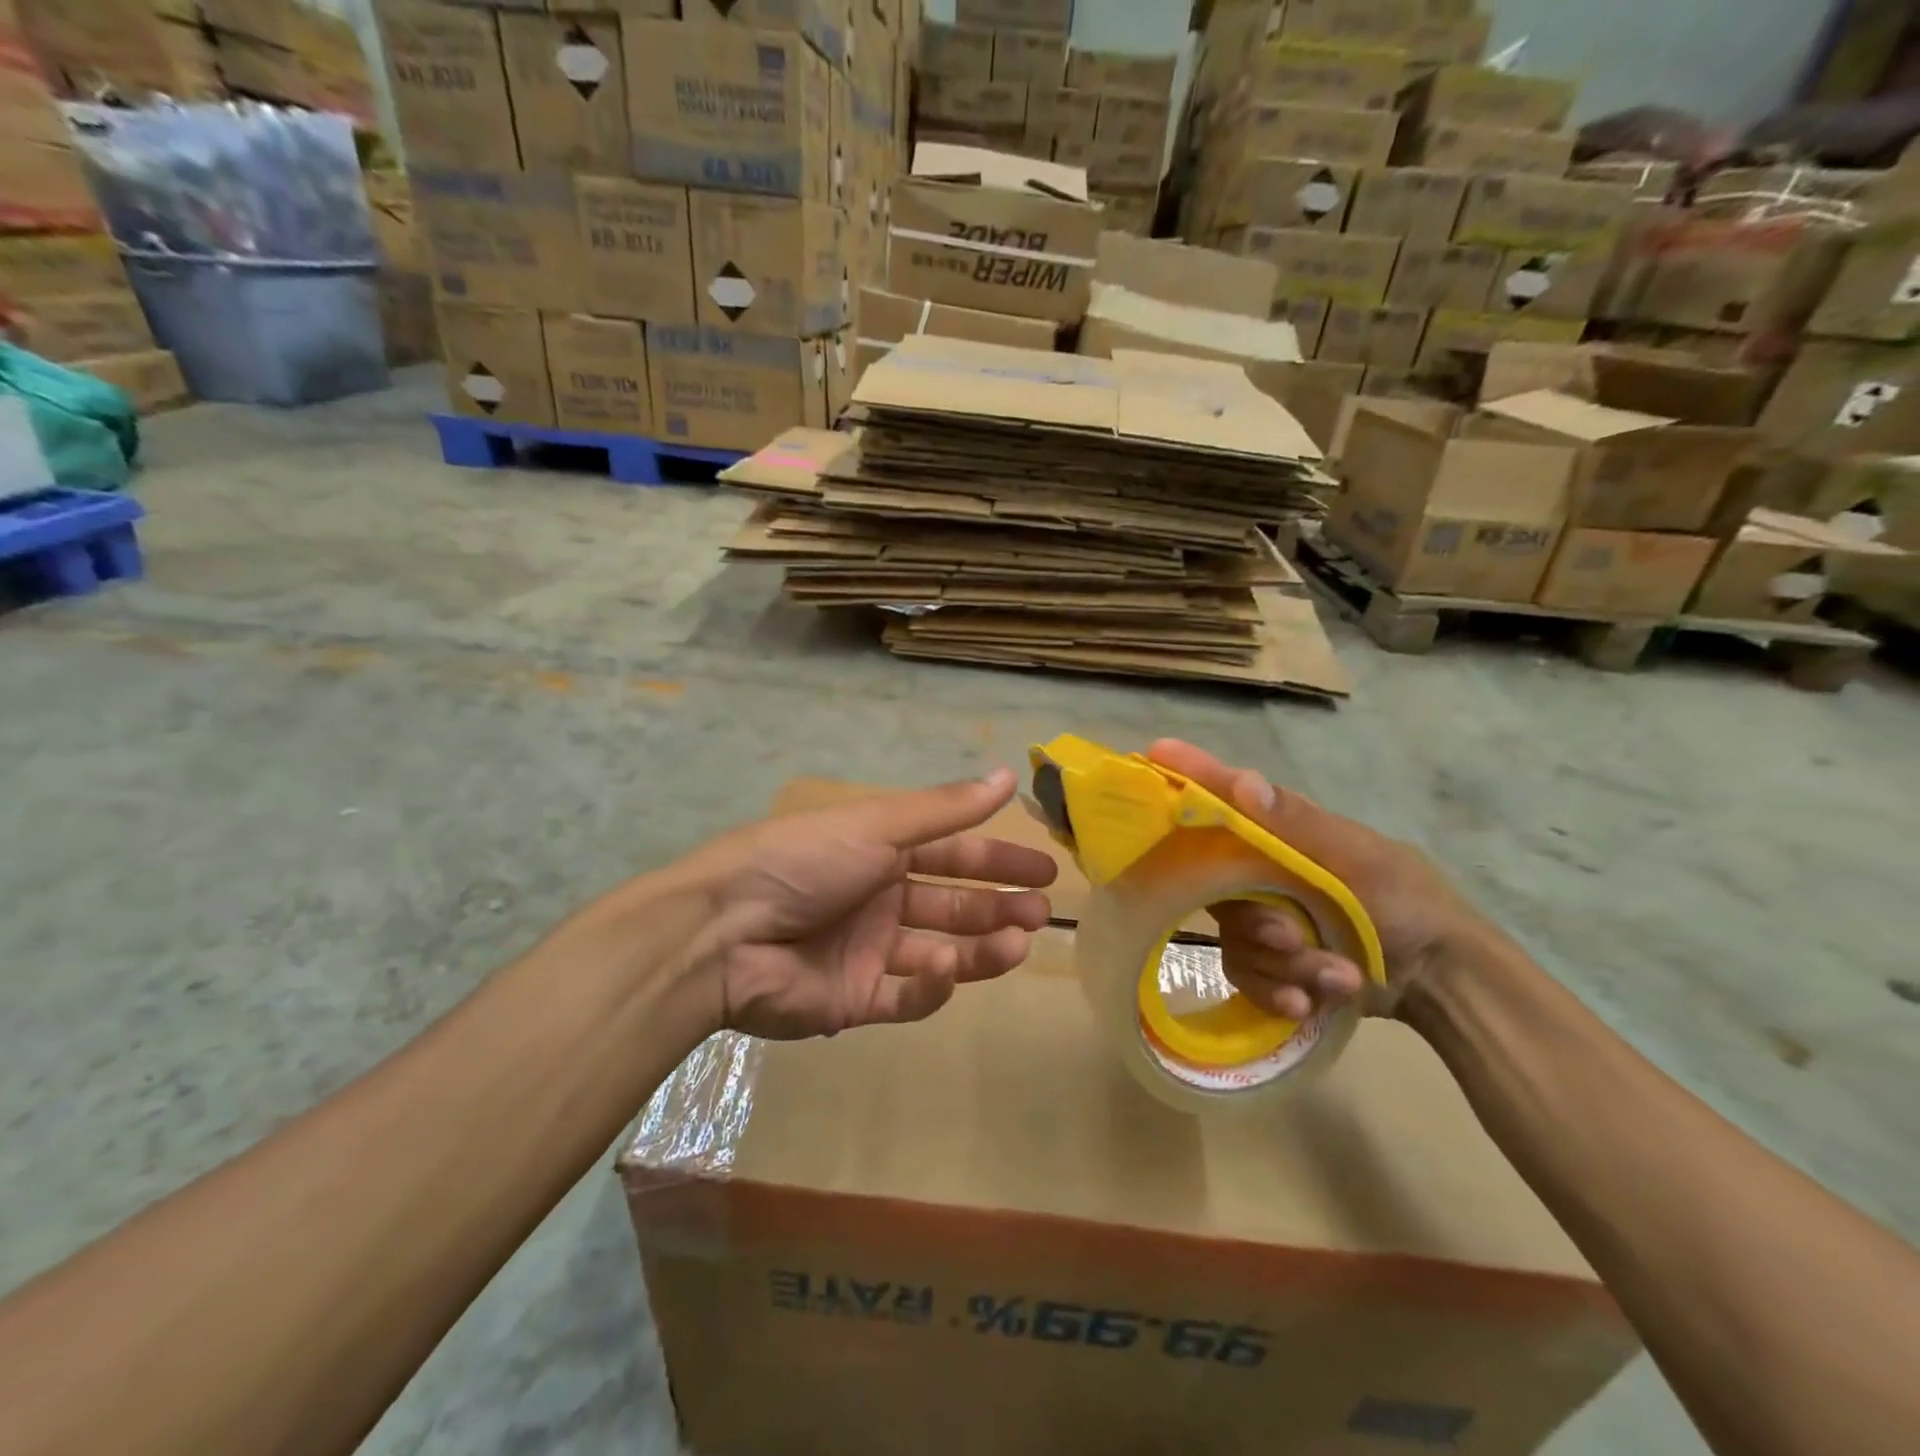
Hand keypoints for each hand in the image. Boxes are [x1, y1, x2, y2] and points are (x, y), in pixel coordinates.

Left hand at [673, 768, 1057, 1039]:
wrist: (724, 933)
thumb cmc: (805, 862)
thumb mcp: (878, 825)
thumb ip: (946, 809)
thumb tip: (1008, 774)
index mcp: (880, 852)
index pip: (953, 854)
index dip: (999, 861)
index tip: (1045, 871)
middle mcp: (878, 898)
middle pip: (952, 904)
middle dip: (999, 907)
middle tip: (1042, 913)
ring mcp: (867, 952)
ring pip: (938, 951)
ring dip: (981, 948)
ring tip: (1018, 945)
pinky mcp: (853, 1001)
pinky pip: (904, 997)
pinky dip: (930, 988)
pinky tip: (946, 971)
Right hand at [1147, 740, 1496, 1020]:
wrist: (1443, 982)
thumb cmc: (1406, 903)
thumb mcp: (1362, 861)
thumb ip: (1300, 826)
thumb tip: (1242, 783)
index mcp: (1282, 835)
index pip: (1226, 799)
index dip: (1191, 777)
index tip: (1157, 751)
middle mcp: (1262, 871)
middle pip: (1216, 888)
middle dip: (1257, 922)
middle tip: (1291, 937)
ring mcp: (1263, 918)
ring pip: (1234, 939)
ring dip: (1285, 965)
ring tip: (1337, 977)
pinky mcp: (1268, 963)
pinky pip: (1244, 975)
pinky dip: (1278, 991)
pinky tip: (1311, 1003)